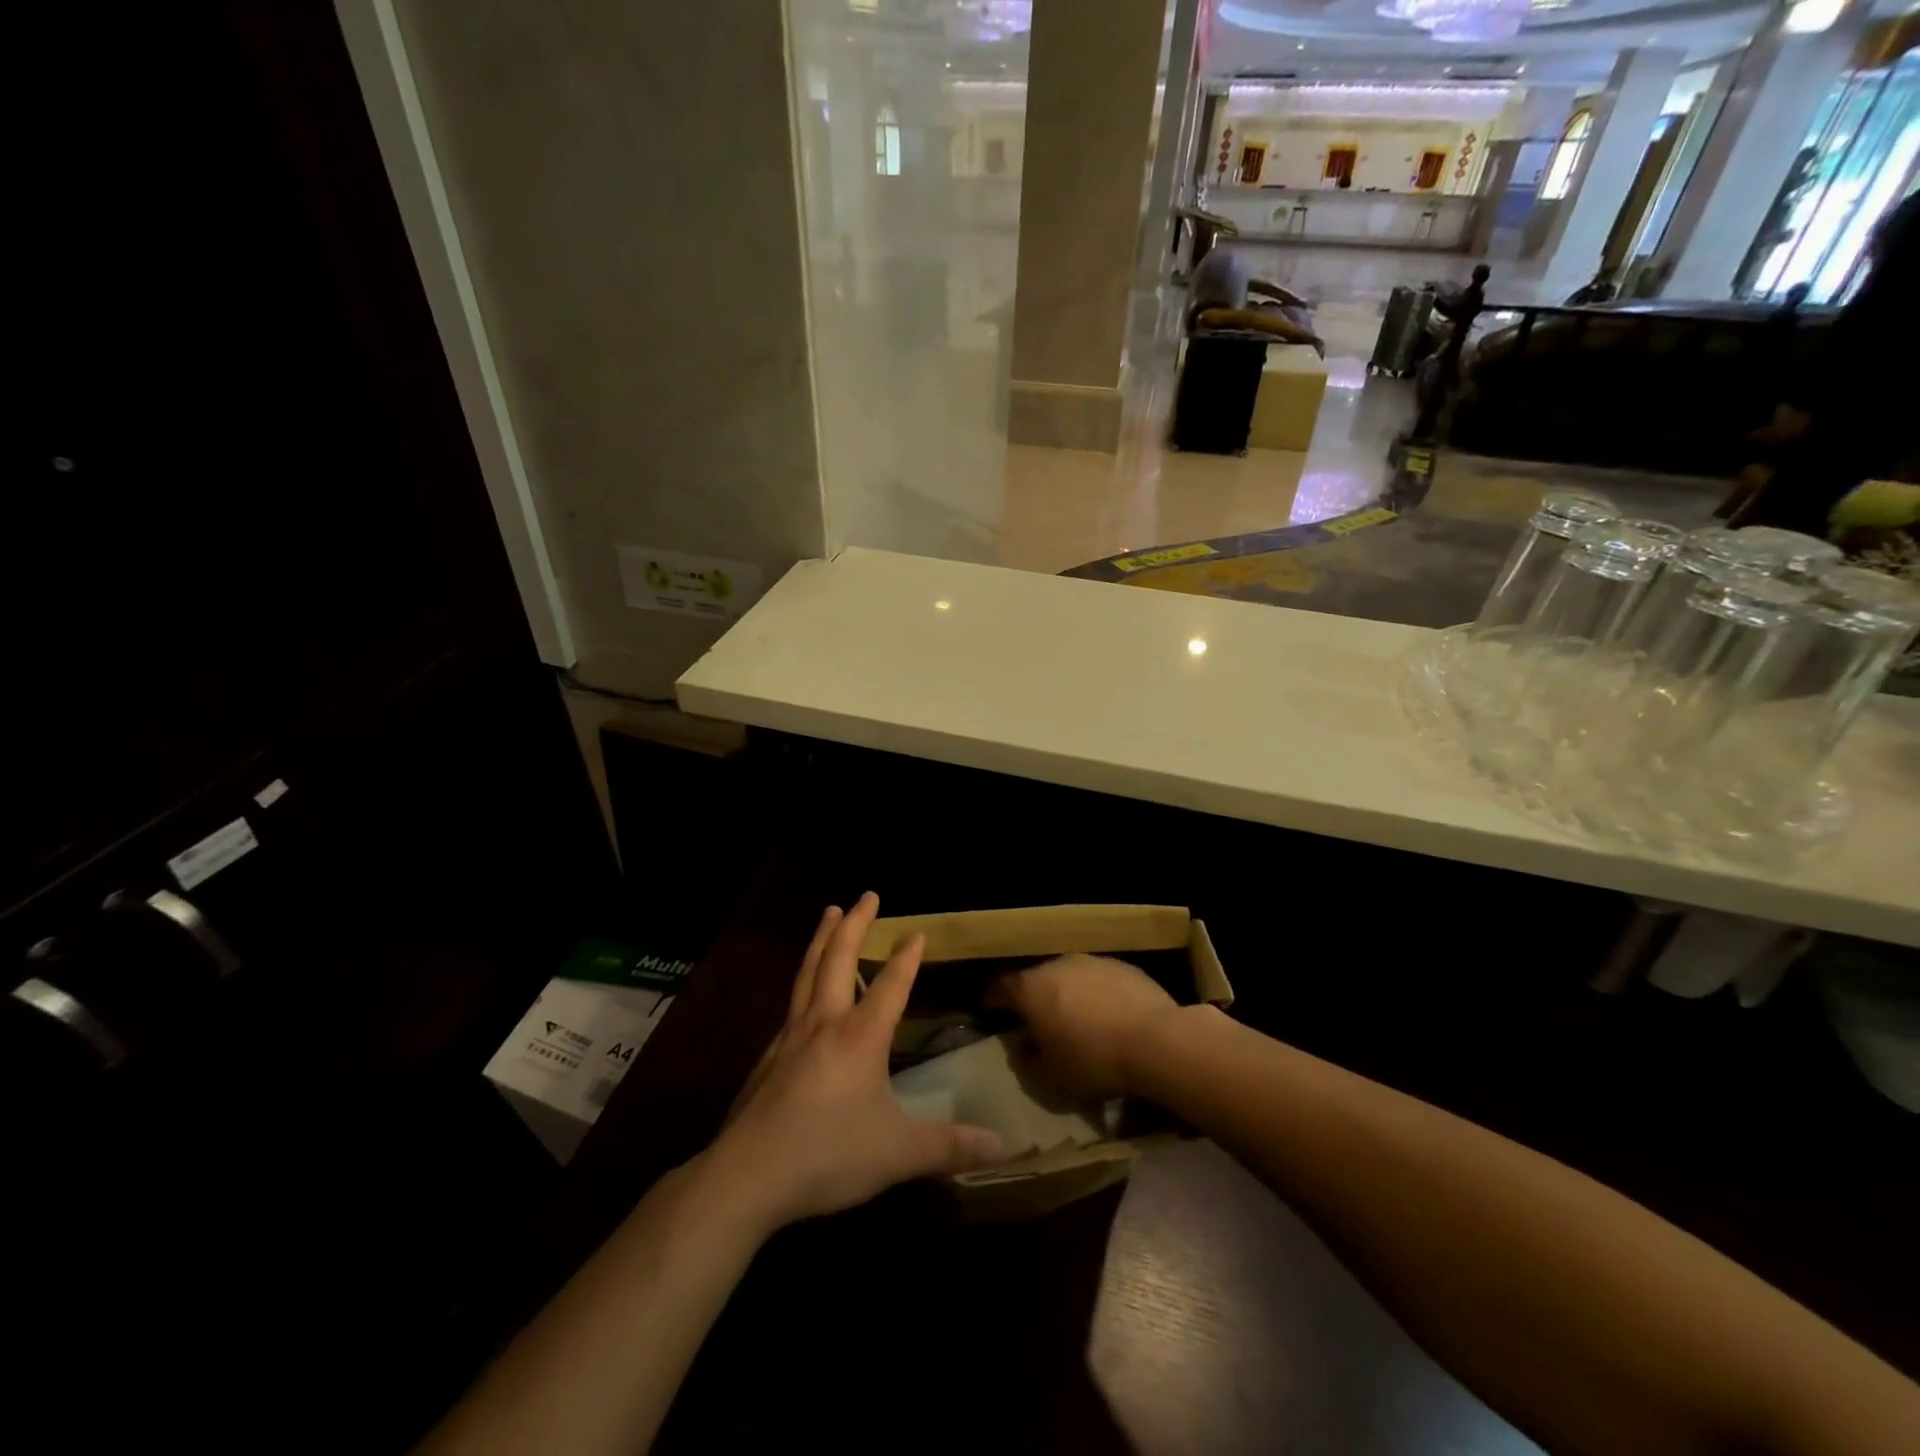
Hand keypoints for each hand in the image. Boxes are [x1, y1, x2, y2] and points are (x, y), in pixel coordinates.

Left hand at [704, 893, 1005, 1231]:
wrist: (747, 1176)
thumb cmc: (829, 1155)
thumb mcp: (898, 1154)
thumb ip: (950, 1146)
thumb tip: (1004, 1146)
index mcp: (860, 1038)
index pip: (890, 985)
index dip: (906, 958)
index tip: (917, 931)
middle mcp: (825, 1024)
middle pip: (839, 960)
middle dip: (855, 925)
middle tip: (866, 895)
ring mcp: (790, 1037)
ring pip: (808, 973)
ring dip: (822, 939)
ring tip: (829, 912)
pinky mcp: (768, 1058)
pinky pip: (791, 1004)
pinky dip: (802, 981)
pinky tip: (802, 992)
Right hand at [987, 954, 1184, 1099]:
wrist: (1156, 1041)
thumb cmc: (1093, 1060)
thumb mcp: (1051, 1076)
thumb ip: (1028, 1059)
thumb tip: (1023, 1047)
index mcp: (1030, 988)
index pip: (999, 987)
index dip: (992, 1000)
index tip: (991, 1013)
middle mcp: (1056, 964)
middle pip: (1035, 979)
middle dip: (1033, 999)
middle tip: (1038, 1022)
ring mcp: (1090, 961)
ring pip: (1068, 976)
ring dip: (1066, 994)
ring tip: (1076, 1019)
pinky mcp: (1121, 965)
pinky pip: (1097, 979)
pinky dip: (1095, 994)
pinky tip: (1108, 1016)